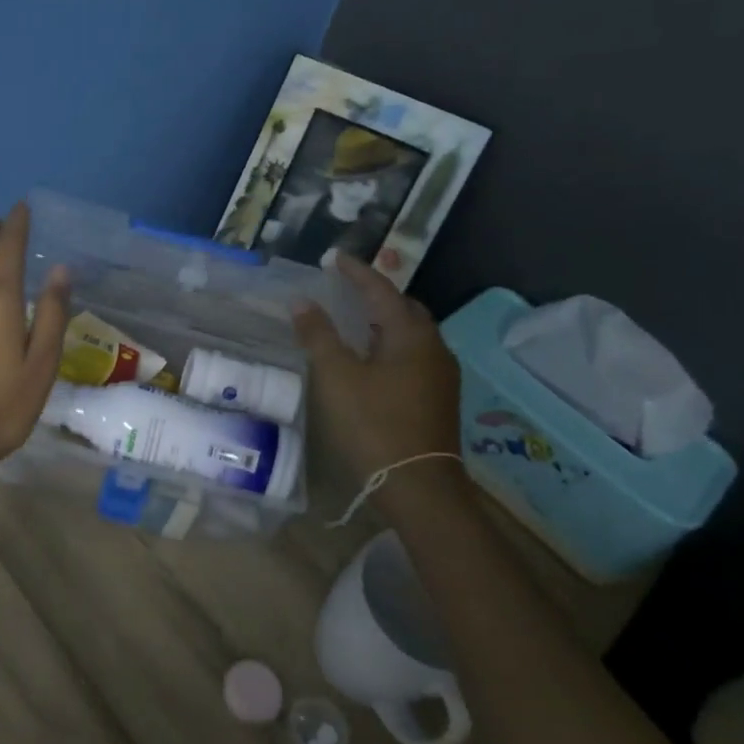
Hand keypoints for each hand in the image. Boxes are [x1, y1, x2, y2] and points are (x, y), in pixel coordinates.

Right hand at [293, 255, 463, 484]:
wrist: (418, 486)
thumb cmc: (374, 424)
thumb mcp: (337, 377)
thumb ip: (318, 336)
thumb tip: (302, 302)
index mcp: (411, 336)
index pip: (382, 290)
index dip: (357, 272)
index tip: (335, 258)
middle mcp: (434, 348)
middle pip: (405, 308)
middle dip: (377, 295)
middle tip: (347, 289)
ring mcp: (441, 375)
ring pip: (412, 334)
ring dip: (385, 322)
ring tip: (356, 321)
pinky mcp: (439, 398)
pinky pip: (413, 356)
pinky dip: (391, 345)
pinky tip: (373, 359)